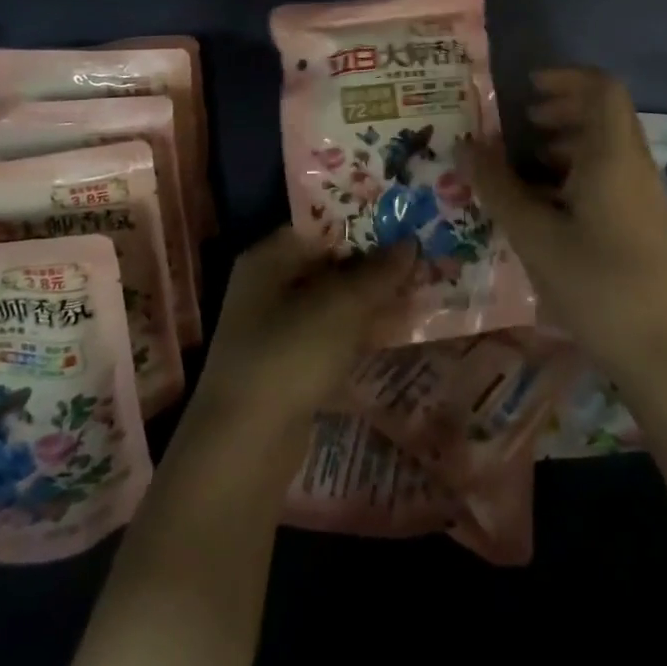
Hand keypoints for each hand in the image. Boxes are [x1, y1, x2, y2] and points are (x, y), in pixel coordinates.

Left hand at [193, 227, 414, 438]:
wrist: (245, 446)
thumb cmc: (291, 353)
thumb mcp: (343, 305)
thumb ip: (380, 272)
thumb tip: (411, 243)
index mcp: (270, 256)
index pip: (322, 224)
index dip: (364, 221)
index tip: (404, 219)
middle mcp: (268, 285)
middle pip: (329, 263)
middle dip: (374, 262)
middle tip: (421, 254)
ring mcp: (276, 328)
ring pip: (333, 301)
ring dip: (371, 298)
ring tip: (419, 288)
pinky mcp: (288, 365)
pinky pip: (331, 335)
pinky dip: (359, 331)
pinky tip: (394, 330)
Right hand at [464, 68, 666, 386]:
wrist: (663, 351)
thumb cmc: (596, 284)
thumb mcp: (534, 234)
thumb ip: (497, 186)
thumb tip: (466, 146)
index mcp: (612, 155)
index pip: (601, 88)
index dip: (565, 77)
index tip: (527, 89)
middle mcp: (632, 164)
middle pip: (603, 114)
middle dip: (561, 109)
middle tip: (521, 123)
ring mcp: (642, 193)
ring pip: (606, 145)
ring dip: (567, 141)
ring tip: (527, 163)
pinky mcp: (642, 220)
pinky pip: (610, 174)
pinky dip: (577, 170)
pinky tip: (548, 203)